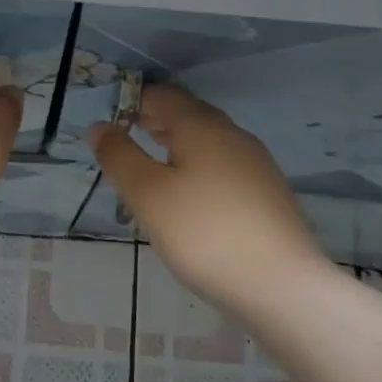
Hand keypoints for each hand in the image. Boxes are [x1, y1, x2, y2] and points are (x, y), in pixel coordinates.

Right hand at [91, 85, 322, 309]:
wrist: (281, 286)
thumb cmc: (203, 233)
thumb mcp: (148, 195)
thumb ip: (119, 157)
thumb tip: (100, 126)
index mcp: (202, 127)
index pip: (163, 96)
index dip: (134, 100)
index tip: (110, 117)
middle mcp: (232, 135)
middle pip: (188, 115)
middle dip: (155, 121)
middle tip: (125, 136)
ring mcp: (255, 164)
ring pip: (207, 142)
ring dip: (176, 145)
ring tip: (151, 165)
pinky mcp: (267, 194)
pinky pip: (223, 166)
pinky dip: (197, 167)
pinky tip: (188, 197)